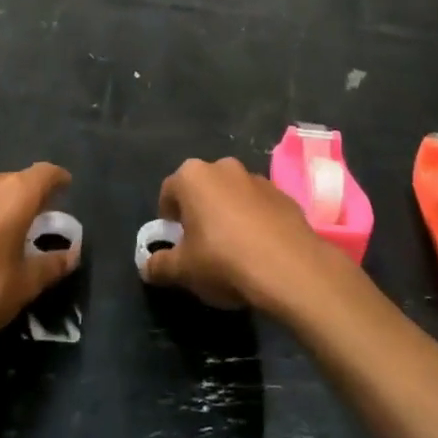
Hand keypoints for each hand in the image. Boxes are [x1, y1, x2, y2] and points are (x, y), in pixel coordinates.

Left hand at [0, 164, 76, 349]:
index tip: (66, 191)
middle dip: (28, 198)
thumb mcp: (25, 285)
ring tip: (0, 236)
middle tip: (35, 224)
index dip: (59, 180)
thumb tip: (71, 255)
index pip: (45, 173)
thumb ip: (52, 265)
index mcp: (14, 195)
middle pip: (15, 181)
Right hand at [143, 157, 333, 311]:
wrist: (290, 268)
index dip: (168, 219)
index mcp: (193, 176)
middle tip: (200, 246)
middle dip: (198, 213)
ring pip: (232, 196)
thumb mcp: (183, 270)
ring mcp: (257, 178)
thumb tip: (146, 266)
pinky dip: (255, 222)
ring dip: (228, 215)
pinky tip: (259, 251)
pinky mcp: (284, 195)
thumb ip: (159, 265)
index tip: (174, 242)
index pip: (168, 192)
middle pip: (202, 190)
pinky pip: (259, 207)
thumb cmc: (224, 260)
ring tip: (233, 251)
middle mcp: (224, 167)